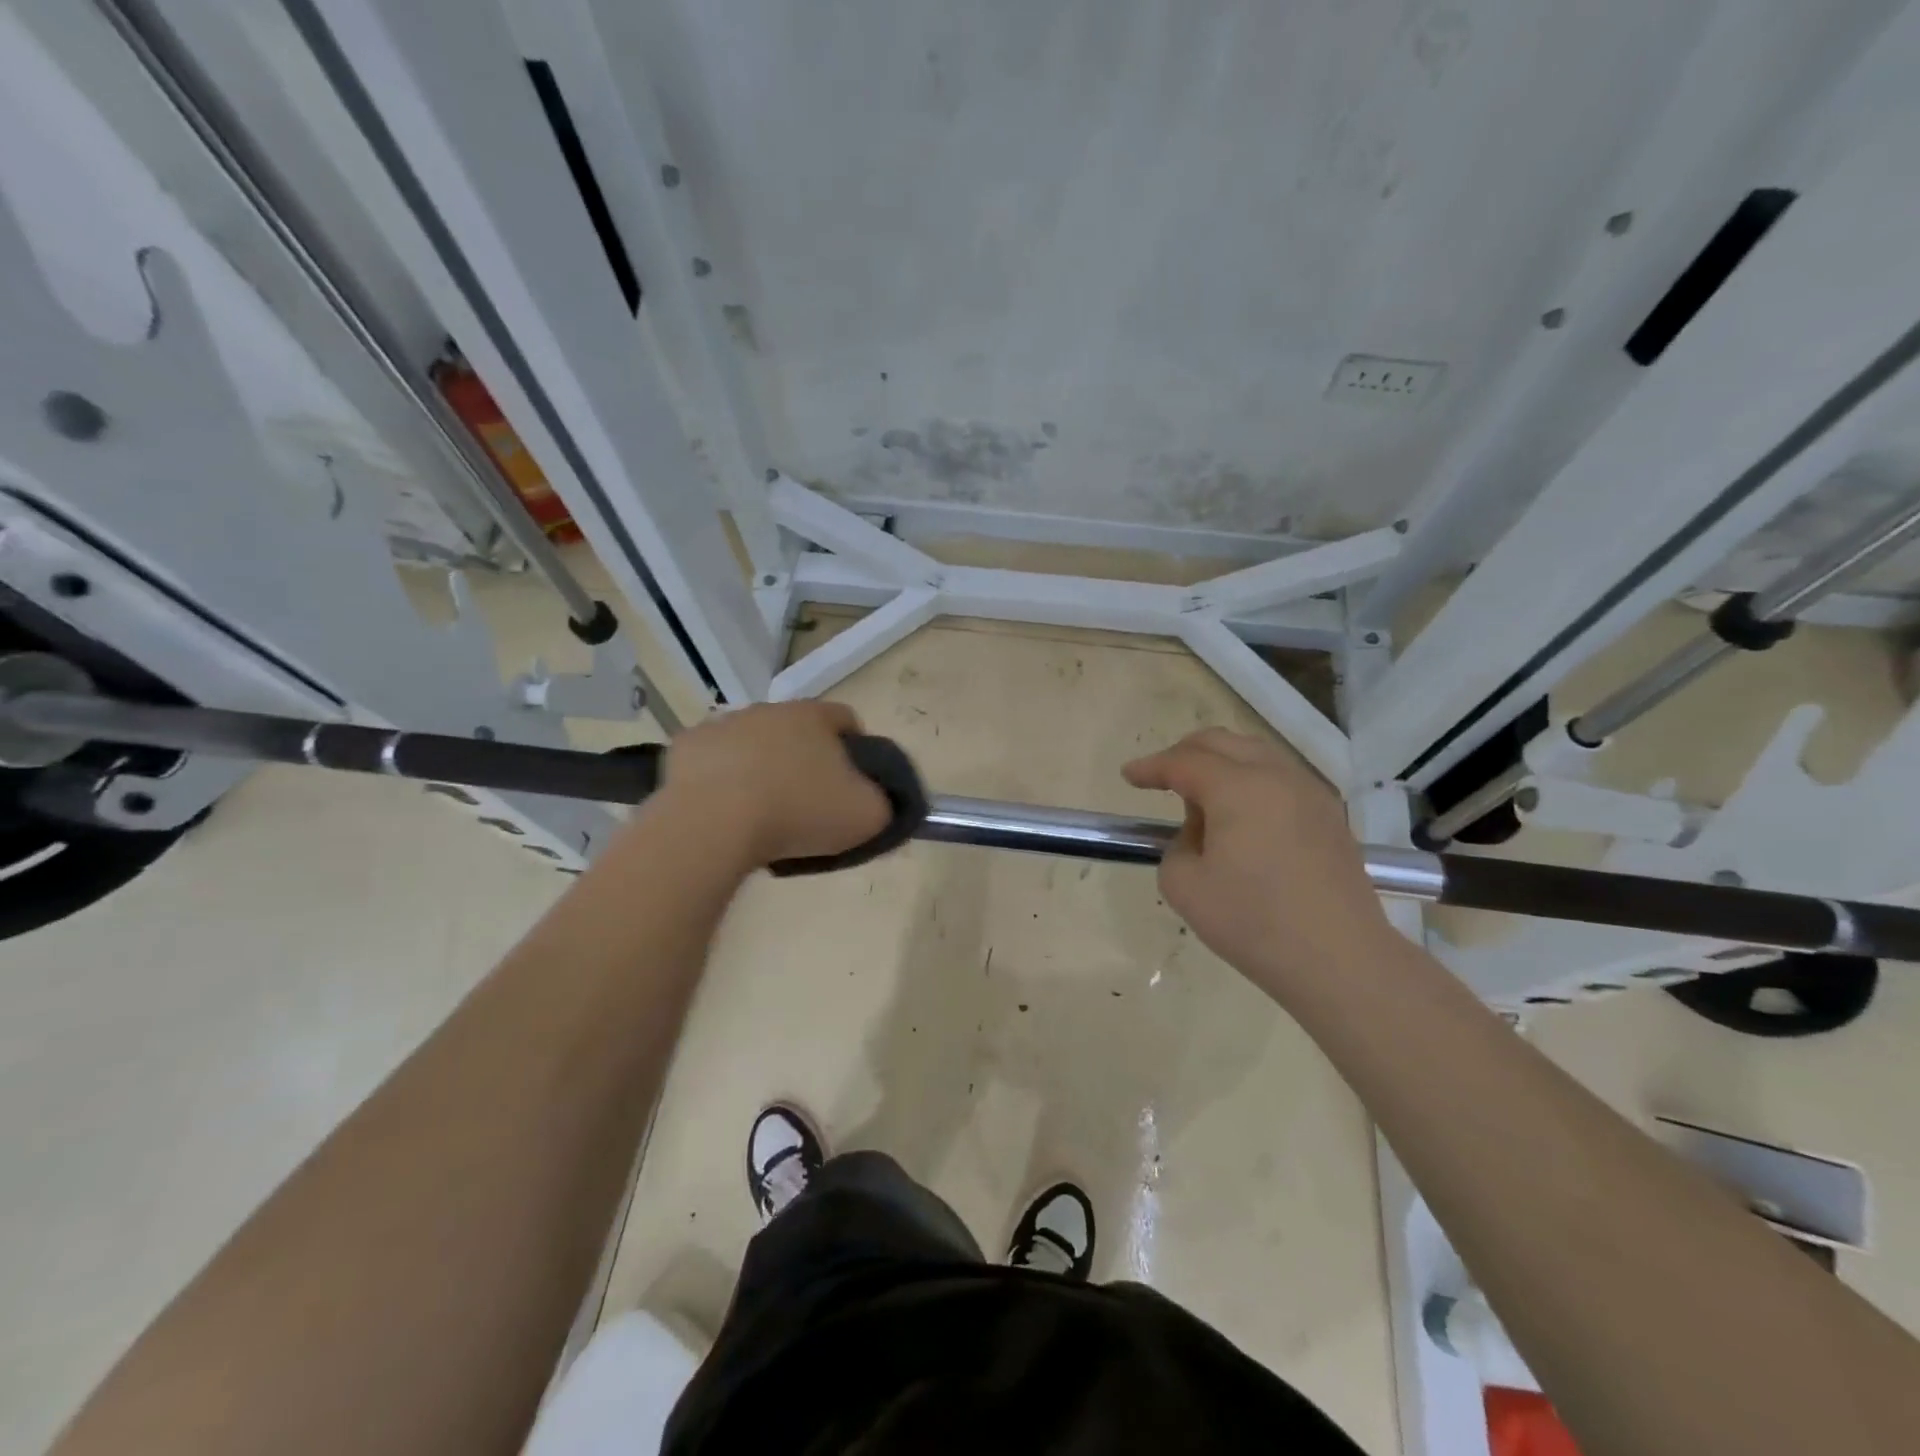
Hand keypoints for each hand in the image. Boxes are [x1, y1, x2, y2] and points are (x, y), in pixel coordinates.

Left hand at [658, 702, 891, 869]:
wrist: (713, 824)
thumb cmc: (798, 813)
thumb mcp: (866, 815)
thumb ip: (884, 802)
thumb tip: (879, 800)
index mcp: (815, 716)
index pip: (847, 720)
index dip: (856, 750)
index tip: (853, 784)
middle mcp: (769, 709)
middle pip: (797, 730)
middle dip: (805, 758)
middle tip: (807, 803)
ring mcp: (723, 725)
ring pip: (752, 743)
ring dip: (760, 767)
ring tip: (761, 812)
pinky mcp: (686, 748)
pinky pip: (713, 762)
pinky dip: (720, 780)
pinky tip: (723, 811)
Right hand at [1122, 728, 1397, 997]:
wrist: (1341, 960)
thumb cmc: (1254, 923)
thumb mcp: (1184, 886)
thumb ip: (1177, 846)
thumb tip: (1200, 834)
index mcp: (1238, 787)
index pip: (1183, 762)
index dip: (1151, 767)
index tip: (1128, 775)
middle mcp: (1277, 777)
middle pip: (1223, 743)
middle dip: (1185, 753)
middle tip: (1161, 777)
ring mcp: (1311, 794)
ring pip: (1256, 755)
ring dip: (1221, 766)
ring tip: (1201, 802)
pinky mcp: (1331, 817)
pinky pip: (1280, 780)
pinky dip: (1251, 783)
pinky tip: (1242, 819)